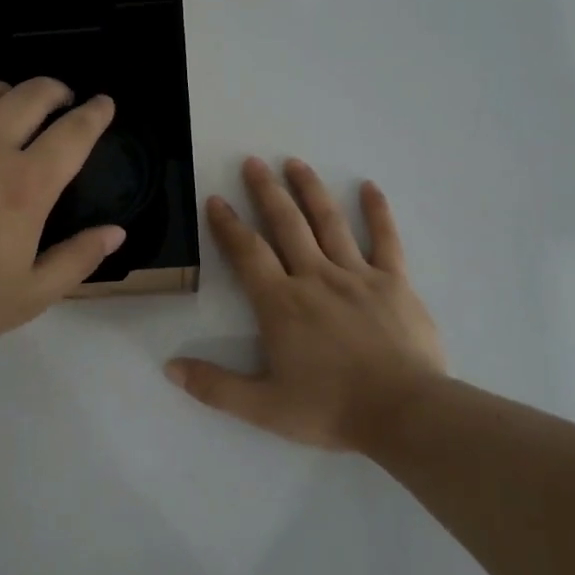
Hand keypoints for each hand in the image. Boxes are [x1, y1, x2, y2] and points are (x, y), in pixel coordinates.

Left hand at [0, 80, 123, 365]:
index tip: (104, 104)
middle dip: (56, 90)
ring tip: (12, 111)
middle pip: (32, 94)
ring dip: (10, 94)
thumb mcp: (29, 296)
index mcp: (25, 186)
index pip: (74, 132)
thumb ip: (77, 259)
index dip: (96, 113)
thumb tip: (115, 231)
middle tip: (61, 102)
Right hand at [166, 157, 445, 448]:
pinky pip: (386, 240)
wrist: (404, 412)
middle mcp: (315, 278)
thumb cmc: (330, 409)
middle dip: (267, 191)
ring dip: (310, 190)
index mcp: (281, 304)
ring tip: (296, 163)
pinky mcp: (394, 282)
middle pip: (287, 225)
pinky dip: (378, 212)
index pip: (248, 253)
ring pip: (329, 222)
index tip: (215, 200)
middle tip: (253, 162)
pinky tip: (370, 187)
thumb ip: (215, 386)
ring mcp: (357, 275)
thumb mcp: (263, 407)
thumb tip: (170, 367)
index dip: (228, 225)